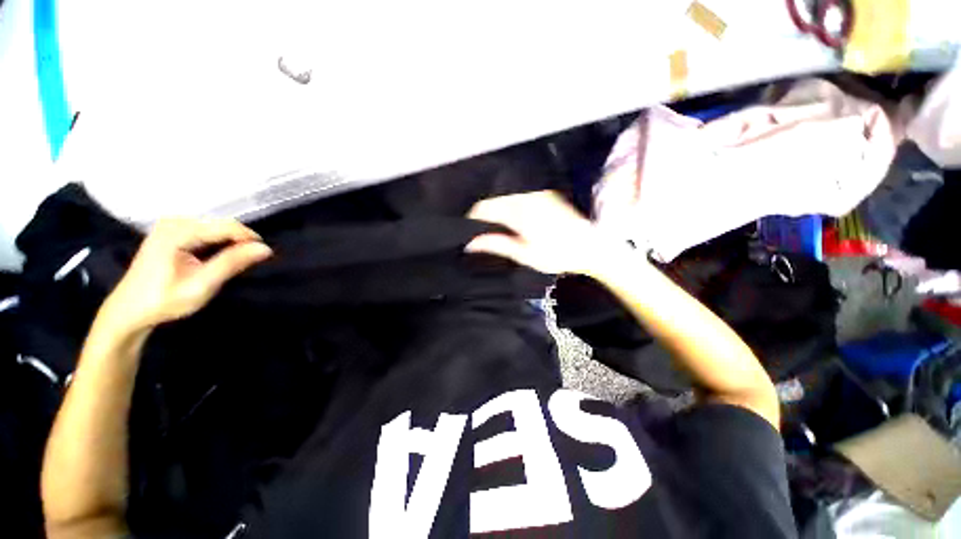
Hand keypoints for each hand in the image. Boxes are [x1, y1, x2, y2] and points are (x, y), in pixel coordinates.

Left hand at [99, 218, 271, 333]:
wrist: (128, 311)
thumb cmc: (163, 301)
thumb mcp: (201, 285)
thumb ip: (231, 263)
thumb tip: (265, 249)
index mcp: (178, 232)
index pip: (227, 226)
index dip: (250, 239)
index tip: (265, 256)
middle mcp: (175, 222)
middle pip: (221, 225)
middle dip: (240, 242)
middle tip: (248, 264)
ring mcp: (171, 225)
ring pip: (216, 228)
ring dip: (230, 244)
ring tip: (235, 263)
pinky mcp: (171, 232)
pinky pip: (206, 232)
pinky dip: (218, 244)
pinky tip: (217, 259)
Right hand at [466, 191, 624, 274]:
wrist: (591, 246)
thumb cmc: (558, 254)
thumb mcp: (524, 254)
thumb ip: (497, 244)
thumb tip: (471, 243)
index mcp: (519, 212)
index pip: (485, 207)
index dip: (473, 218)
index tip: (469, 232)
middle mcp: (526, 197)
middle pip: (494, 200)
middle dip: (485, 216)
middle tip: (483, 235)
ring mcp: (537, 194)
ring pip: (506, 198)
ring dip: (498, 211)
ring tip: (498, 230)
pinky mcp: (545, 195)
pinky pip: (519, 197)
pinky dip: (511, 207)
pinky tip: (514, 222)